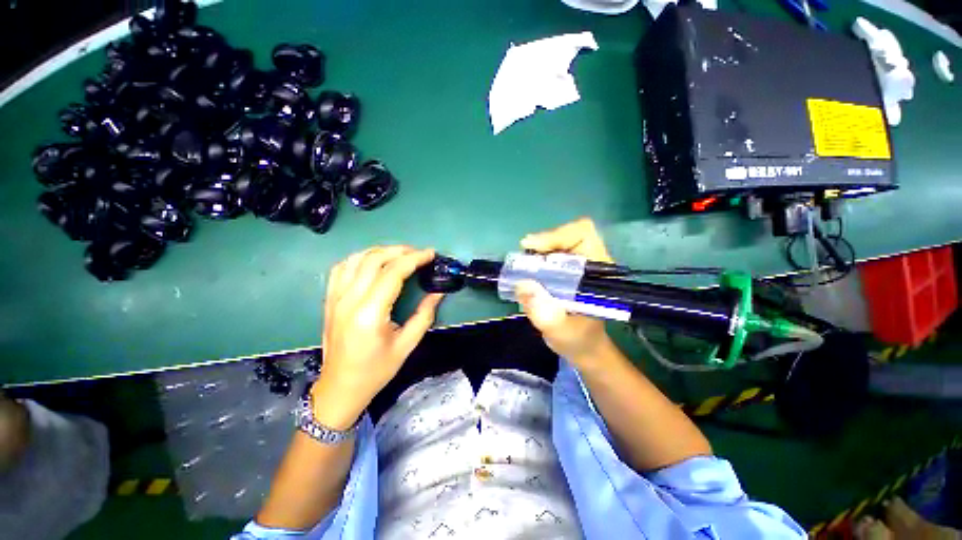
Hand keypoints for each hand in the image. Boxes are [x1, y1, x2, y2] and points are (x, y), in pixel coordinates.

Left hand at [311, 246, 442, 428]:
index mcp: (370, 313)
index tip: (430, 254)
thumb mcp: (406, 345)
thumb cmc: (376, 371)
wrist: (340, 388)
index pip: (393, 272)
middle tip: (419, 254)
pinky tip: (373, 262)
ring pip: (356, 259)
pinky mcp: (329, 300)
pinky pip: (341, 268)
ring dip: (381, 251)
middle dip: (400, 251)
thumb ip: (424, 315)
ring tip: (400, 255)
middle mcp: (349, 300)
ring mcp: (335, 298)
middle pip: (374, 259)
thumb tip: (438, 292)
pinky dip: (360, 258)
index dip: (414, 259)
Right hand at [515, 218, 615, 367]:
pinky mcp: (568, 270)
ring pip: (557, 243)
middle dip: (543, 244)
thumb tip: (523, 284)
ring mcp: (578, 265)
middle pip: (567, 235)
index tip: (533, 248)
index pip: (583, 235)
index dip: (557, 235)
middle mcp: (590, 262)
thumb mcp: (560, 332)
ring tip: (522, 268)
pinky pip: (550, 254)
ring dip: (537, 252)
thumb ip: (545, 313)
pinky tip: (528, 273)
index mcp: (598, 273)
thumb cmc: (578, 340)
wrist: (582, 346)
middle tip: (522, 259)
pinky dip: (535, 259)